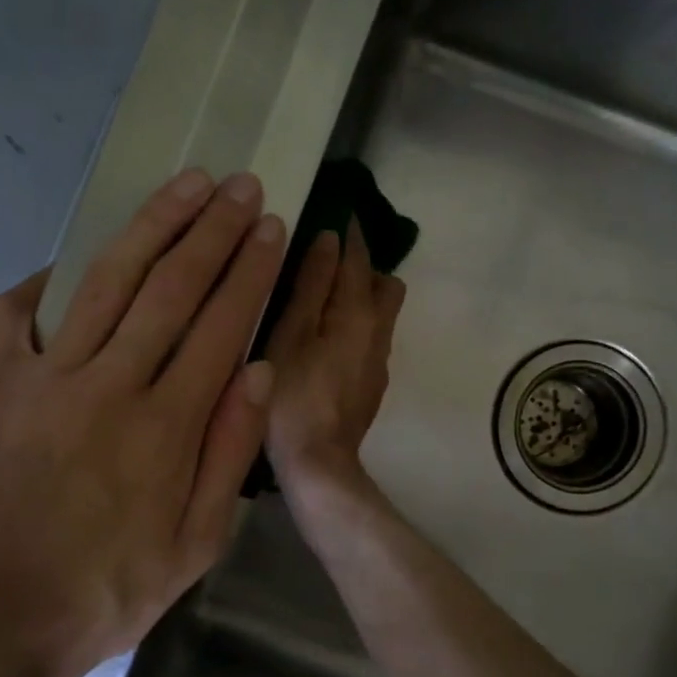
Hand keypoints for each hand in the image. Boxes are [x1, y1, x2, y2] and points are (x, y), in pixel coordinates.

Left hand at [0, 170, 285, 676]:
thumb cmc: (102, 597)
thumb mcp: (193, 549)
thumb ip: (229, 456)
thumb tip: (259, 374)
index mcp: (166, 428)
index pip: (220, 326)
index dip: (248, 271)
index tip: (269, 227)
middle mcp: (109, 388)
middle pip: (169, 289)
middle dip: (211, 230)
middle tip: (239, 185)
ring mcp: (43, 382)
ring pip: (105, 284)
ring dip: (149, 228)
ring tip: (183, 186)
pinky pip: (13, 318)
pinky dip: (41, 284)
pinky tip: (65, 263)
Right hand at [264, 220, 406, 488]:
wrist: (318, 464)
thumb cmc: (291, 396)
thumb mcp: (291, 334)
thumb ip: (311, 286)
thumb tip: (331, 241)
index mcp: (357, 313)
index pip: (359, 259)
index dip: (351, 234)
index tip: (340, 212)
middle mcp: (379, 332)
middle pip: (385, 285)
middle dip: (364, 266)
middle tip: (329, 262)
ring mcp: (378, 361)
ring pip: (382, 314)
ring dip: (361, 296)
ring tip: (323, 299)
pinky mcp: (372, 384)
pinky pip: (372, 338)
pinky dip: (356, 324)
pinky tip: (325, 340)